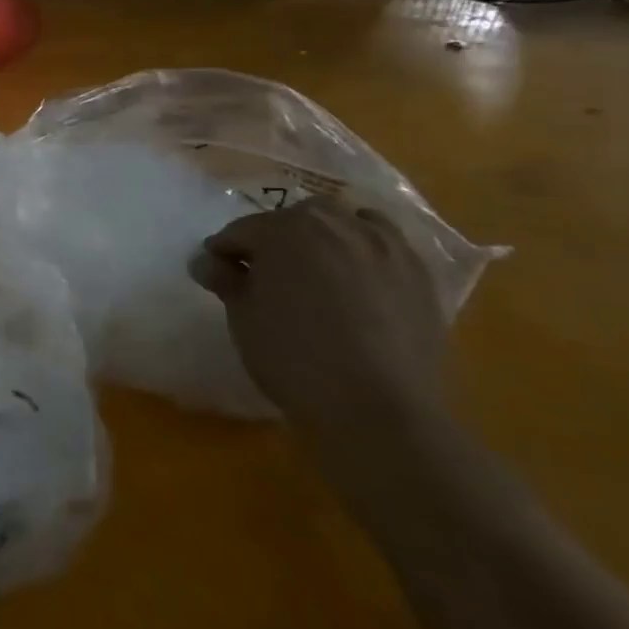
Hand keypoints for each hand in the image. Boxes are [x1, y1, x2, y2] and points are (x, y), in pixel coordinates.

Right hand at [189, 196, 448, 445]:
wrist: (378, 409)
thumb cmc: (294, 356)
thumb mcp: (242, 316)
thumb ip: (225, 279)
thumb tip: (208, 261)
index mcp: (286, 228)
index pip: (242, 231)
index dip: (223, 253)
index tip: (214, 274)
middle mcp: (337, 224)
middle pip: (295, 219)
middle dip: (275, 239)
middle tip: (264, 276)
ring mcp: (385, 246)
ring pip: (346, 224)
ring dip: (324, 238)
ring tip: (315, 272)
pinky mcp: (420, 275)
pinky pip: (385, 248)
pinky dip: (365, 255)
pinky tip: (358, 284)